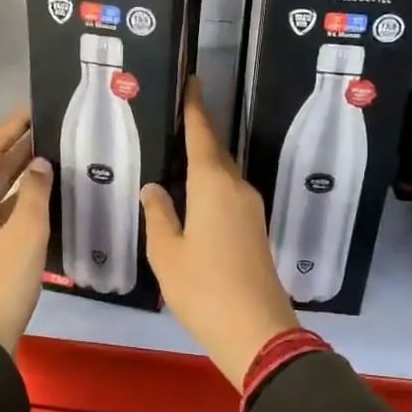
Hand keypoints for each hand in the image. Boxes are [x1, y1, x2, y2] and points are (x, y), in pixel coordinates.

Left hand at [0, 109, 52, 355]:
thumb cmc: (2, 280)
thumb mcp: (26, 232)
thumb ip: (34, 192)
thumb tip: (39, 164)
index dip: (11, 129)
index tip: (33, 110)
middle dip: (16, 150)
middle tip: (47, 131)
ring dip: (18, 176)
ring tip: (49, 158)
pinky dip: (16, 201)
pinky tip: (39, 199)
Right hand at [141, 79, 299, 386]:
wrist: (258, 331)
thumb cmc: (204, 288)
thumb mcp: (167, 253)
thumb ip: (158, 215)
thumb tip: (154, 188)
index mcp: (213, 185)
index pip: (202, 135)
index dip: (195, 107)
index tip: (193, 80)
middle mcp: (237, 188)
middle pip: (216, 151)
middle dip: (199, 131)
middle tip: (174, 116)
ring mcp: (251, 209)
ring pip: (224, 173)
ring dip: (205, 159)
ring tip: (177, 152)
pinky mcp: (255, 229)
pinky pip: (229, 192)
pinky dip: (211, 183)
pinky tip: (194, 193)